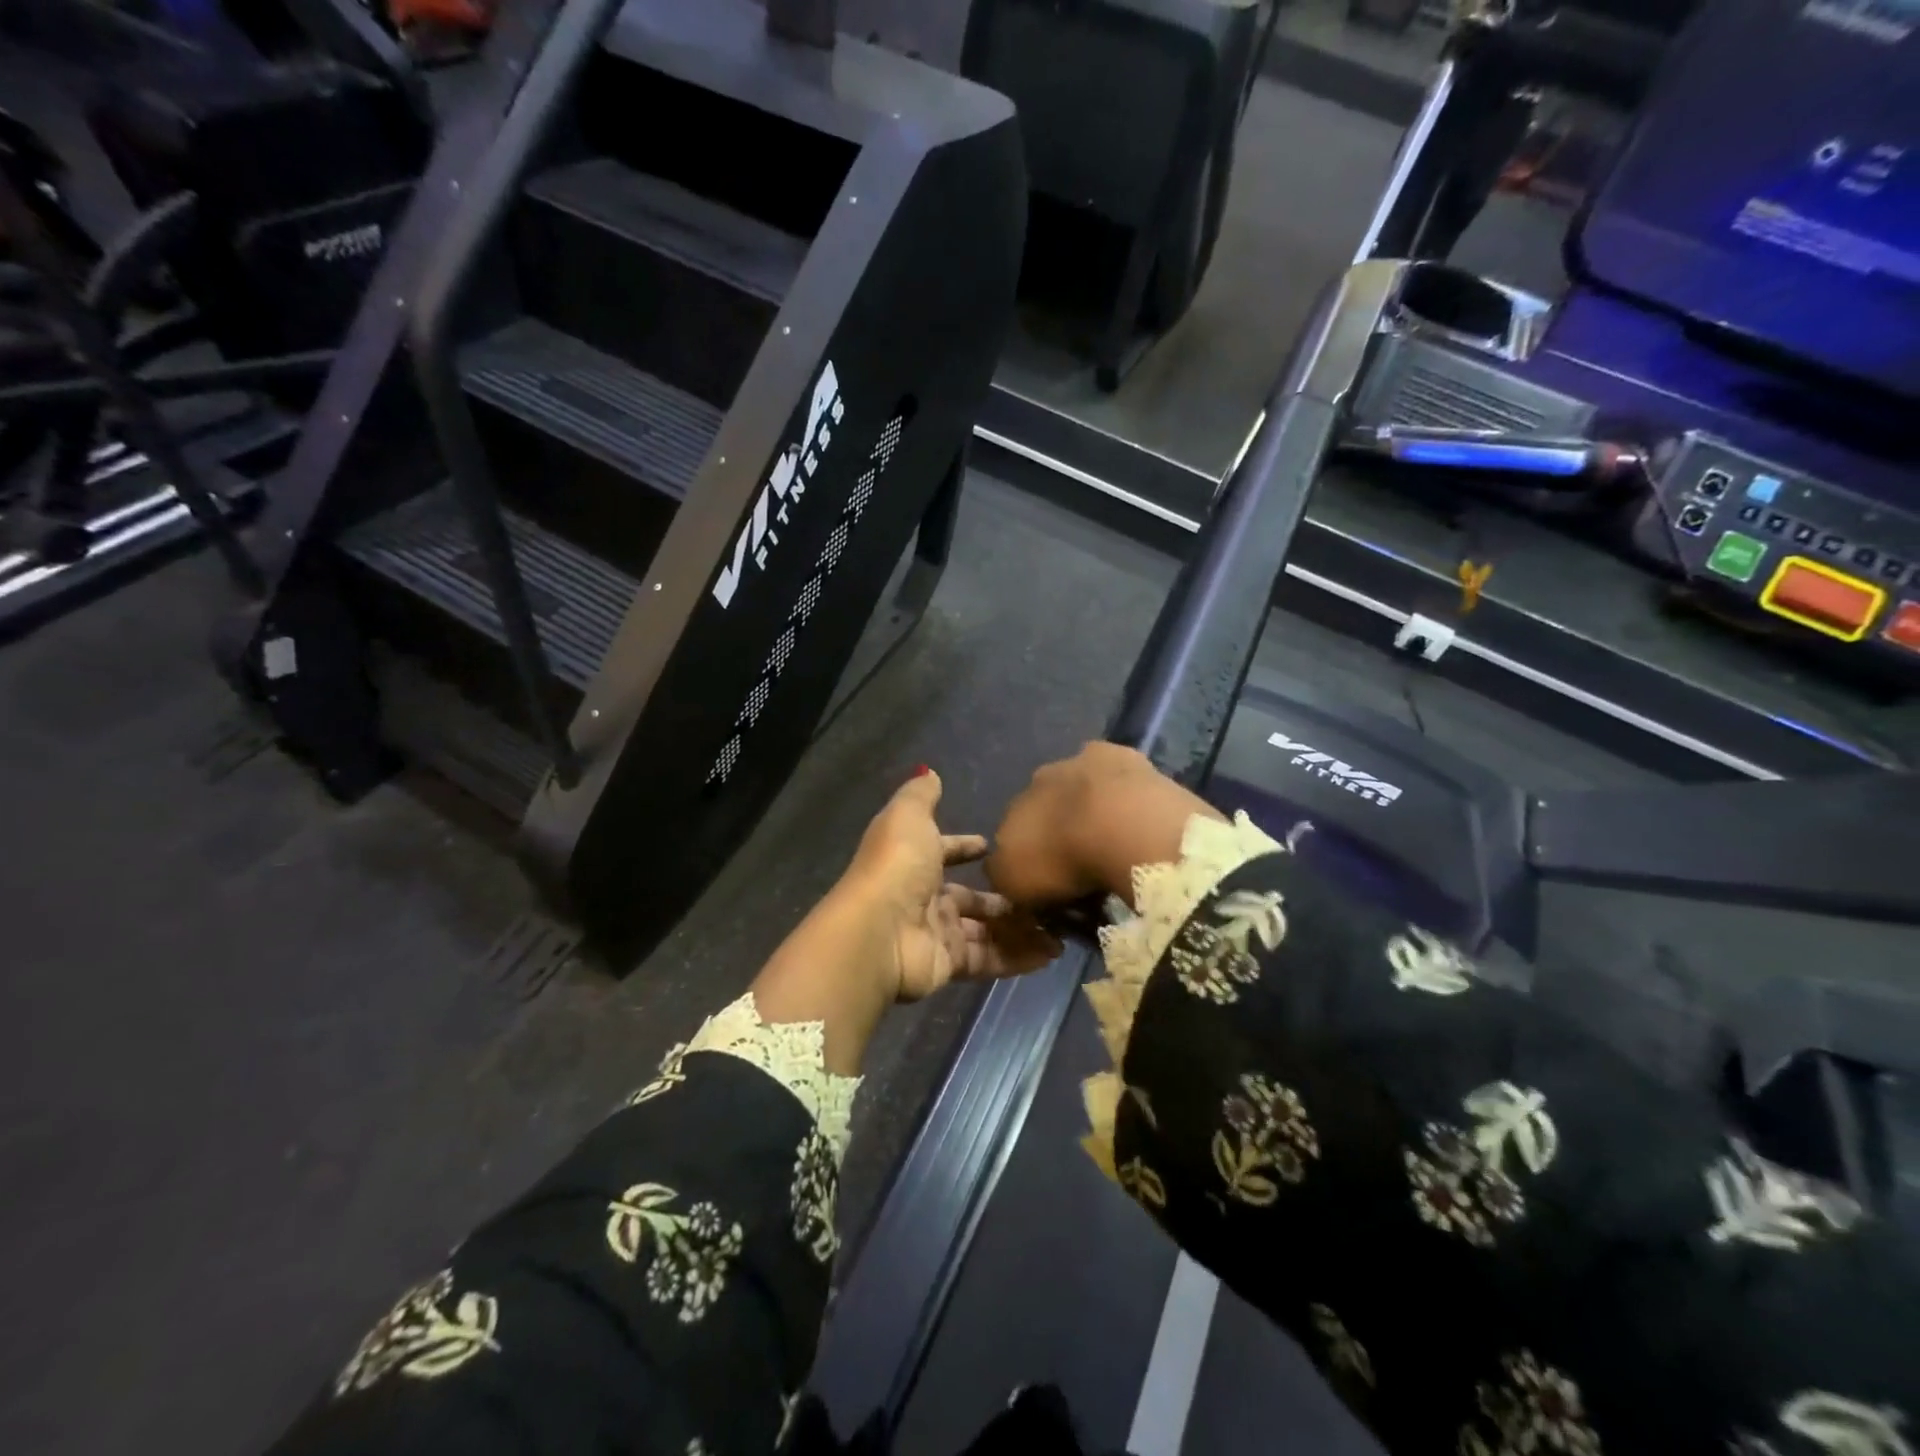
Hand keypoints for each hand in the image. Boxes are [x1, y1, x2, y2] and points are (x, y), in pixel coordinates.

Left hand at [844, 769, 1063, 1001]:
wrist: (878, 932)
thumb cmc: (897, 866)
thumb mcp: (909, 817)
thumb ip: (921, 795)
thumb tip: (929, 772)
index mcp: (914, 861)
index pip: (944, 853)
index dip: (965, 848)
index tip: (991, 847)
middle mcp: (925, 898)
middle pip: (970, 898)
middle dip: (1003, 896)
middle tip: (1042, 893)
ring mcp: (938, 933)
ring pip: (985, 930)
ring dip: (1019, 928)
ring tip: (1059, 928)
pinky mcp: (950, 964)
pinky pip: (990, 958)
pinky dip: (1019, 957)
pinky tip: (1051, 952)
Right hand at [985, 743, 1220, 910]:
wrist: (1122, 824)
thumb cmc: (1063, 859)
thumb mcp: (1015, 883)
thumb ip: (1003, 873)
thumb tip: (1003, 869)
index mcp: (1014, 804)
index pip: (1013, 827)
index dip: (1029, 852)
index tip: (1047, 876)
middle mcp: (1043, 776)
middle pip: (1046, 801)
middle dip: (1059, 824)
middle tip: (1081, 857)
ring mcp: (1086, 760)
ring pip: (1082, 785)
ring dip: (1093, 806)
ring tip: (1115, 839)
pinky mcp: (1127, 757)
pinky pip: (1121, 777)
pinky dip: (1125, 794)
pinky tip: (1139, 817)